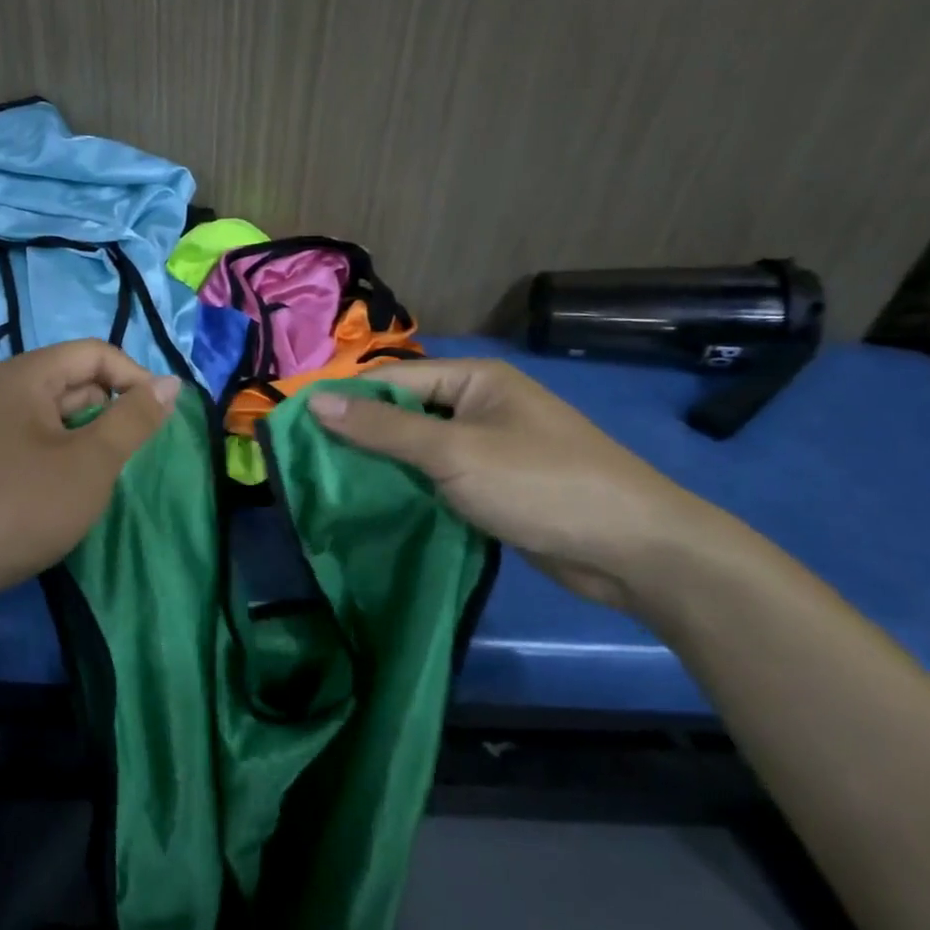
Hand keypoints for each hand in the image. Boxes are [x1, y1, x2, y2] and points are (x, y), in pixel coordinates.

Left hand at [0, 341, 180, 611]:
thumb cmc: (22, 506)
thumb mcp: (91, 462)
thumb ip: (134, 419)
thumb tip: (172, 383)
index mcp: (28, 375)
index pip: (97, 353)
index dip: (136, 379)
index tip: (161, 420)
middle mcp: (7, 391)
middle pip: (78, 381)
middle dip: (113, 412)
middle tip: (132, 457)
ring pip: (61, 417)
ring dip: (91, 440)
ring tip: (104, 478)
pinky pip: (41, 444)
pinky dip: (66, 459)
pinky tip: (73, 493)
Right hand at [308, 359, 727, 611]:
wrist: (634, 549)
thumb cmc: (540, 484)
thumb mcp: (454, 453)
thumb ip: (383, 429)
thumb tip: (316, 400)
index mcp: (475, 379)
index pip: (391, 380)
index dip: (344, 401)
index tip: (296, 429)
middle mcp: (480, 404)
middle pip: (404, 413)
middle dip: (360, 436)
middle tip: (307, 464)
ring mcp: (489, 447)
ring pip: (419, 449)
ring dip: (382, 466)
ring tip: (328, 487)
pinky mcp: (495, 485)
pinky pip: (439, 478)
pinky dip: (410, 488)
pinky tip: (375, 505)